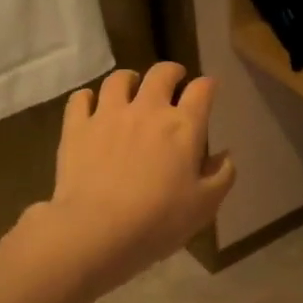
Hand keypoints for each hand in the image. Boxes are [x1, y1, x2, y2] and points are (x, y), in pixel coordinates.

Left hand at [32, 63, 234, 292]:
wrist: (97, 230)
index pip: (202, 90)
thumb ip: (222, 176)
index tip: (209, 88)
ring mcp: (108, 115)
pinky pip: (81, 98)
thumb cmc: (159, 220)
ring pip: (119, 79)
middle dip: (171, 72)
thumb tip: (225, 155)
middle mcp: (147, 110)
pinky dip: (88, 97)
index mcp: (184, 126)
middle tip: (174, 80)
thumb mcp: (205, 205)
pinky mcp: (76, 127)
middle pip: (161, 73)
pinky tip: (92, 106)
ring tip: (131, 89)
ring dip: (129, 80)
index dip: (208, 85)